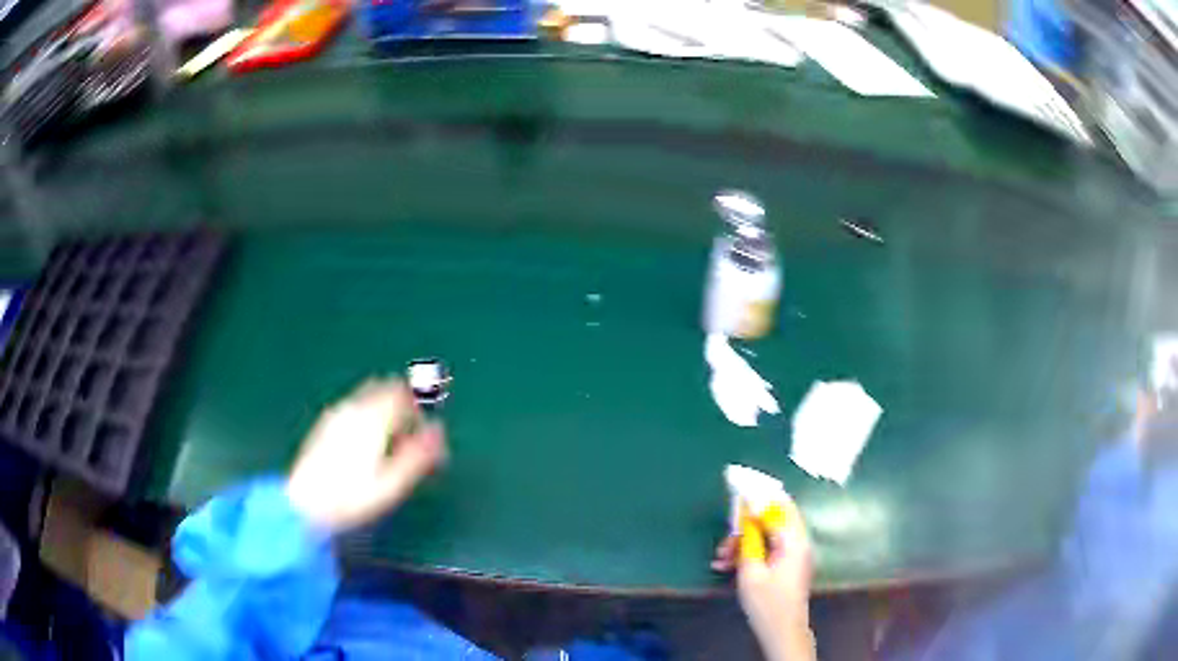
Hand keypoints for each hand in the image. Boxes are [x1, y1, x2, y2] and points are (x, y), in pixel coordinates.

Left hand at [286, 379, 446, 531]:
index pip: (404, 395)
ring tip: (390, 444)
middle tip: (412, 436)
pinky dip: (370, 415)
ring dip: (386, 410)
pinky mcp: (326, 423)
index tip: (427, 435)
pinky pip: (356, 406)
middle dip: (403, 405)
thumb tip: (439, 431)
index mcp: (372, 418)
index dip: (421, 409)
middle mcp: (354, 408)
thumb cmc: (352, 498)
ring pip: (369, 397)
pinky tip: (367, 445)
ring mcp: (337, 413)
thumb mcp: (392, 483)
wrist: (305, 504)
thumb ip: (417, 455)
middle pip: (386, 389)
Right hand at [713, 502, 815, 660]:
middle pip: (773, 518)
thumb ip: (749, 540)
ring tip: (721, 558)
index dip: (757, 495)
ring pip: (767, 534)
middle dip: (745, 525)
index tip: (737, 485)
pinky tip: (728, 565)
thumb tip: (745, 515)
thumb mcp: (751, 571)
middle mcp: (798, 541)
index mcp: (794, 541)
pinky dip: (750, 551)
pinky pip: (768, 546)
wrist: (781, 631)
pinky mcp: (789, 563)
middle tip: (725, 541)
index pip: (777, 505)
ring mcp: (795, 553)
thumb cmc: (767, 603)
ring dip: (744, 541)